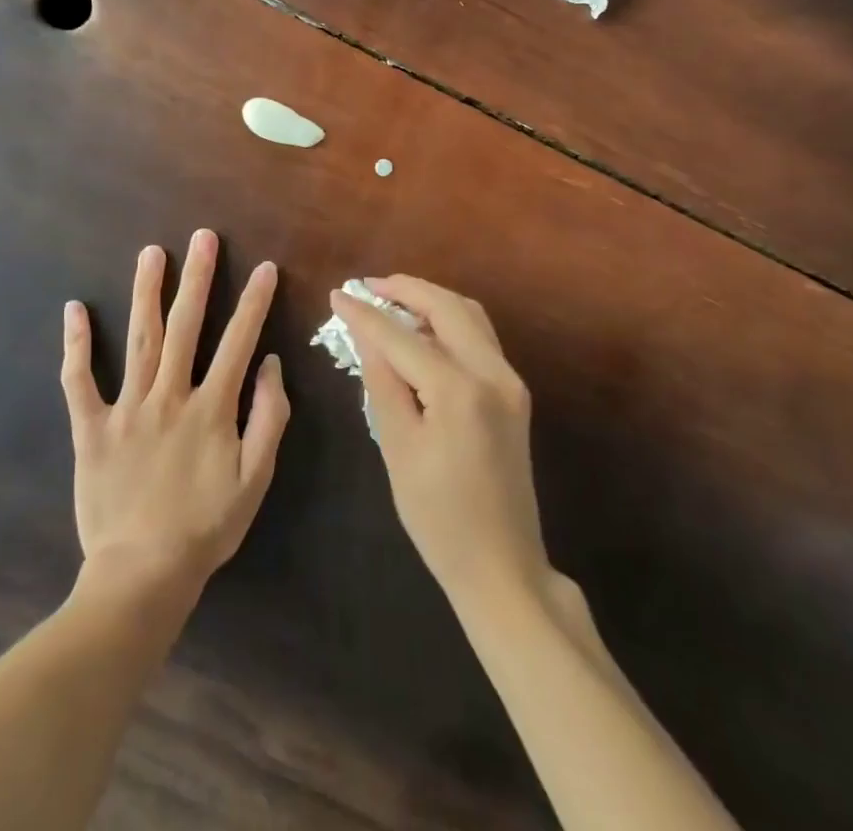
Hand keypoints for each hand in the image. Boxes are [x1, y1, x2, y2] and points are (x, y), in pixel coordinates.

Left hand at [62, 229, 289, 596]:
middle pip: (186, 326)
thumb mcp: (255, 480)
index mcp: (211, 408)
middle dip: (197, 278)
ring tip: (151, 253)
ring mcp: (127, 408)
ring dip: (146, 293)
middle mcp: (169, 396)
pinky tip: (74, 309)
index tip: (264, 267)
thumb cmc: (205, 527)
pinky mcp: (91, 428)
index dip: (253, 302)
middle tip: (202, 237)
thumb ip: (268, 418)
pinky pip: (80, 381)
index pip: (238, 342)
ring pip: (140, 340)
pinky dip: (76, 346)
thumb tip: (271, 364)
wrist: (142, 575)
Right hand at [334, 277, 549, 614]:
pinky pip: (479, 337)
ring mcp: (510, 380)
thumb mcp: (398, 447)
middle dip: (405, 289)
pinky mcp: (515, 392)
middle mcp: (493, 372)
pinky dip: (449, 321)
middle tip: (368, 287)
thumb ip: (382, 381)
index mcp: (459, 389)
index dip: (366, 314)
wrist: (503, 566)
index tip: (337, 294)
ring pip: (469, 315)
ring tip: (391, 301)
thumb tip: (364, 332)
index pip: (401, 336)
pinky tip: (422, 330)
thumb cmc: (438, 517)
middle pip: (447, 306)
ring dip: (430, 300)